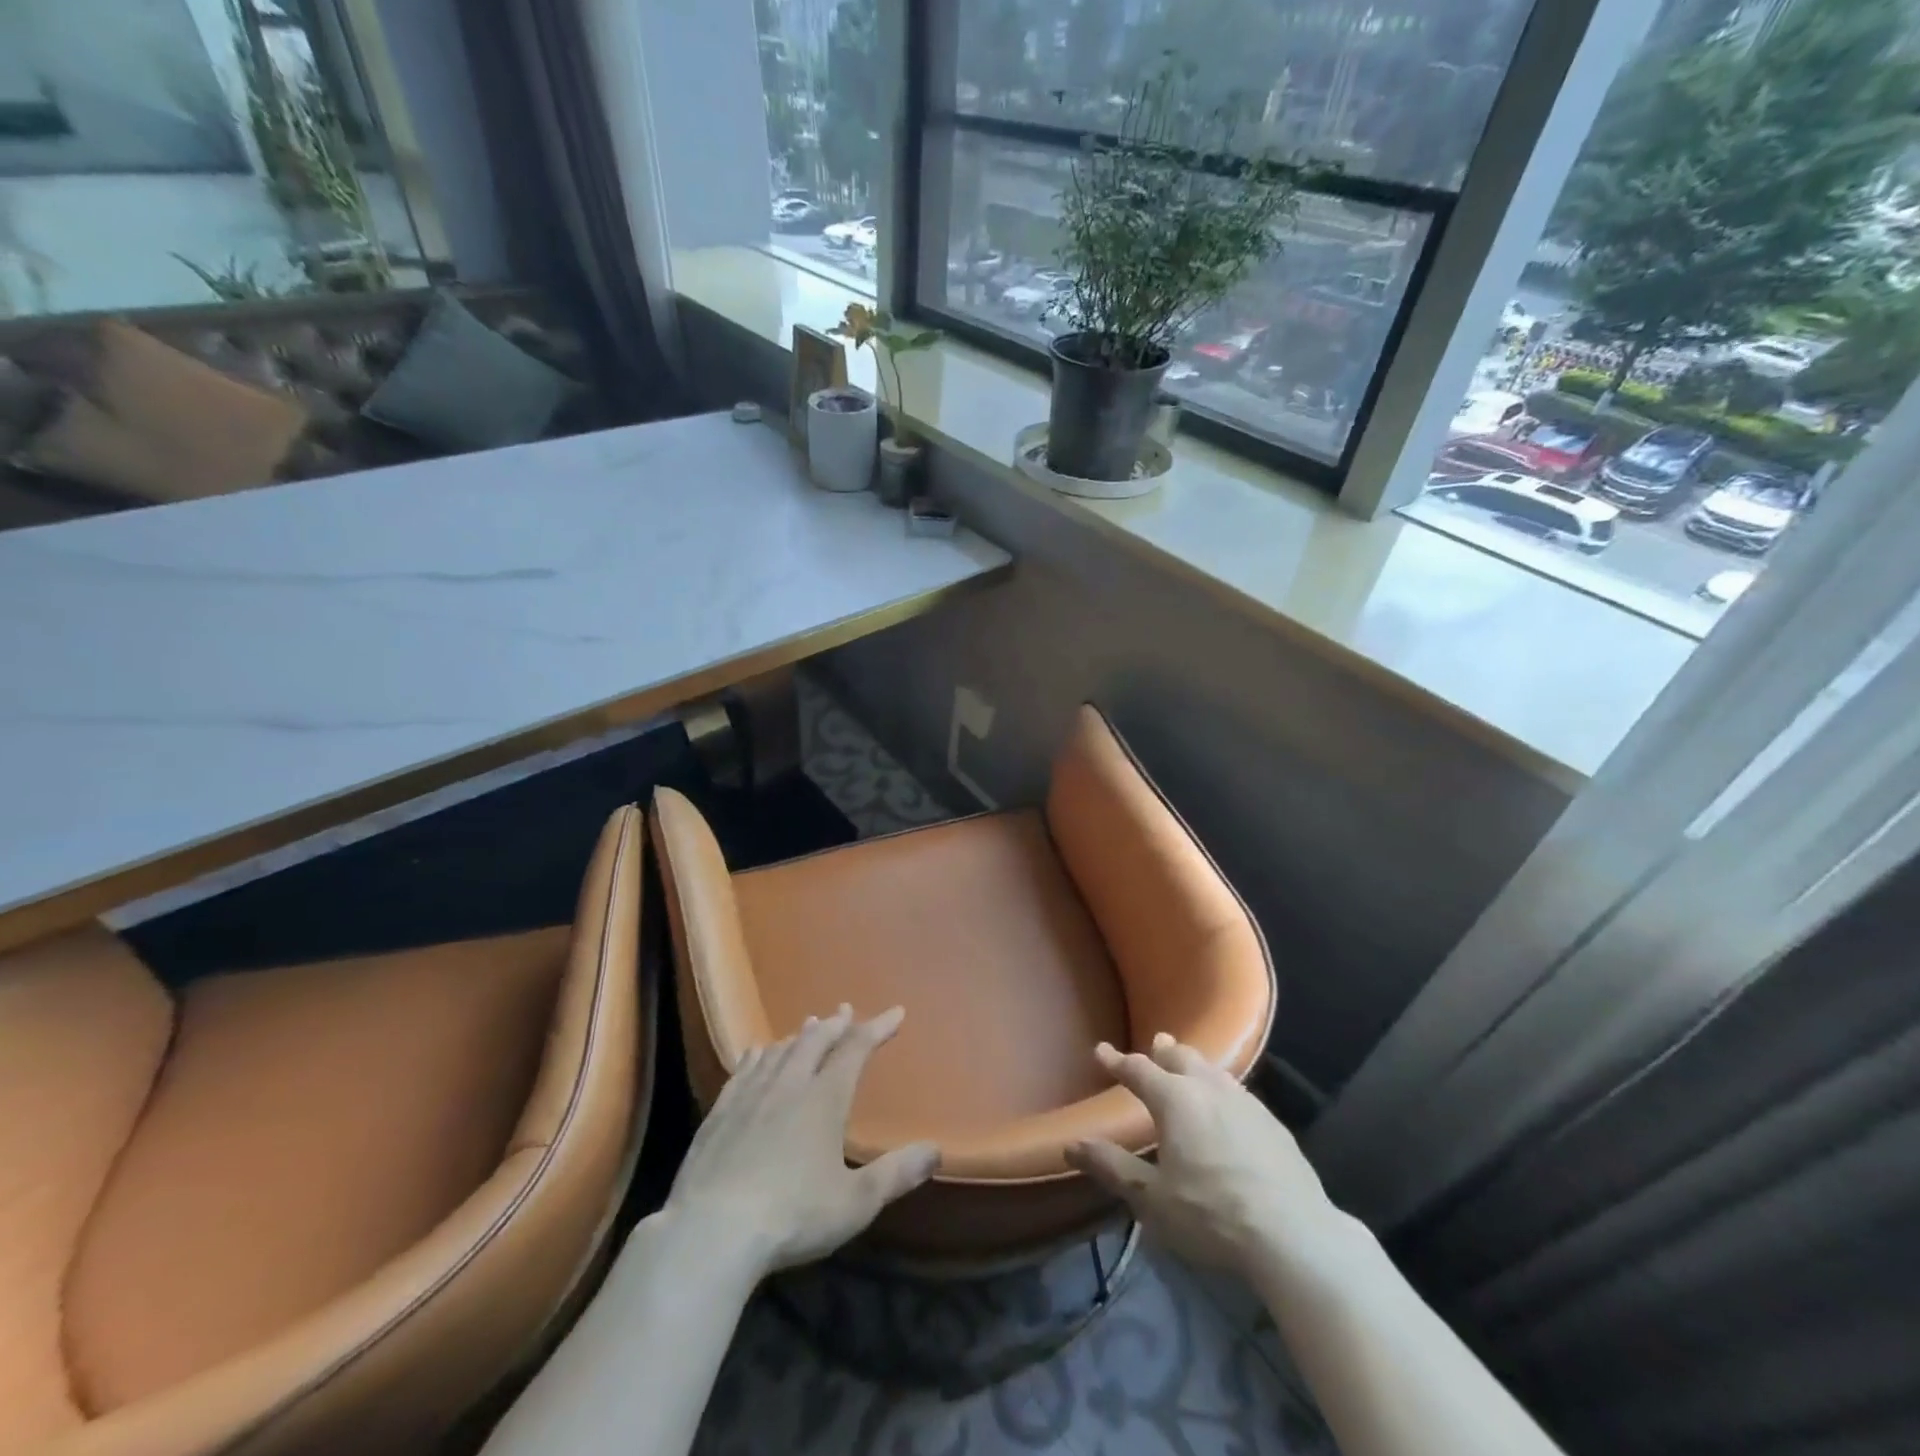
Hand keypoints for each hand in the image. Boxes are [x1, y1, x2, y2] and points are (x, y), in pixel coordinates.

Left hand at [664, 1004, 939, 1278]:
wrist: (712, 1231)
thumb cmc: (792, 1216)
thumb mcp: (855, 1202)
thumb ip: (896, 1174)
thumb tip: (935, 1149)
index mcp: (824, 1099)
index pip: (856, 1049)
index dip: (877, 1028)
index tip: (895, 1012)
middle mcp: (789, 1085)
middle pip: (816, 1041)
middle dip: (835, 1024)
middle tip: (846, 1010)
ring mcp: (750, 1095)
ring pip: (780, 1051)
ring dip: (799, 1035)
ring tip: (809, 1025)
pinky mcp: (720, 1113)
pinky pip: (743, 1070)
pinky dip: (757, 1055)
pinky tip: (755, 1051)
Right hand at [1066, 1033, 1344, 1279]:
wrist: (1294, 1235)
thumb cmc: (1212, 1215)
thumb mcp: (1152, 1199)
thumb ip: (1112, 1167)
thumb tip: (1071, 1145)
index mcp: (1175, 1100)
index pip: (1138, 1070)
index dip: (1117, 1061)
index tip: (1101, 1051)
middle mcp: (1209, 1089)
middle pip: (1181, 1058)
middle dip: (1163, 1052)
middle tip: (1154, 1045)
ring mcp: (1246, 1103)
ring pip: (1214, 1071)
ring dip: (1195, 1065)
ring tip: (1189, 1067)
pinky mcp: (1274, 1124)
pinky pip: (1238, 1092)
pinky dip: (1222, 1088)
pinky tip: (1228, 1105)